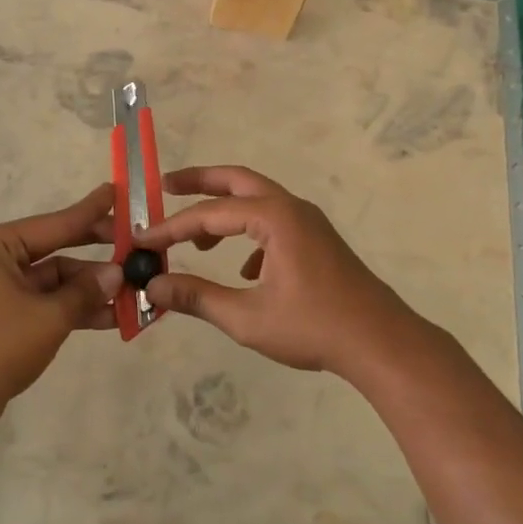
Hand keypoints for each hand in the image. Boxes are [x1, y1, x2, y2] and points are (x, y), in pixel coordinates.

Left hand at [0, 184, 124, 435]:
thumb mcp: (48, 317)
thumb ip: (85, 292)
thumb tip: (117, 273)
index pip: (55, 223)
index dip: (91, 211)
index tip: (118, 192)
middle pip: (58, 250)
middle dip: (96, 253)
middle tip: (136, 246)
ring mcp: (3, 290)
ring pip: (57, 281)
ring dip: (91, 289)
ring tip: (133, 292)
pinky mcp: (8, 318)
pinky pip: (49, 304)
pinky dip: (76, 310)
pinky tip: (112, 317)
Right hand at [134, 166, 431, 380]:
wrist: (381, 343)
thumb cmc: (313, 327)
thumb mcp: (247, 317)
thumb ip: (197, 297)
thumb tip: (154, 286)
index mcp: (274, 217)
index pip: (210, 214)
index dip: (171, 227)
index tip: (141, 240)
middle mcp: (292, 208)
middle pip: (237, 180)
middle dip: (199, 182)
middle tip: (165, 185)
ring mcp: (309, 223)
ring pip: (257, 202)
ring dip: (224, 212)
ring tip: (196, 240)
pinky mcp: (318, 241)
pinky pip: (274, 224)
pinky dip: (249, 235)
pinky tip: (242, 270)